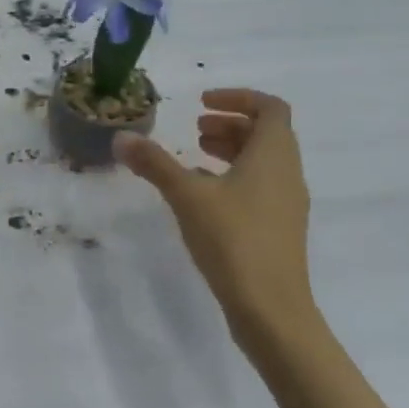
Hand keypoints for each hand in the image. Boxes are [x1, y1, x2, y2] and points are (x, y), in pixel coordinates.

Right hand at [113, 90, 319, 355]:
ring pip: (264, 162)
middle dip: (230, 124)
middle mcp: (288, 173)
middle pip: (267, 134)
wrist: (271, 309)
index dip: (238, 98)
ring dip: (232, 151)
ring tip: (195, 157)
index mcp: (274, 155)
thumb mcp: (187, 196)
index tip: (202, 103)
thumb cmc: (233, 240)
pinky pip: (260, 187)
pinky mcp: (280, 230)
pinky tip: (204, 197)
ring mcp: (288, 204)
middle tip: (195, 129)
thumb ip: (154, 164)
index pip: (270, 108)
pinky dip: (235, 178)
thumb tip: (120, 137)